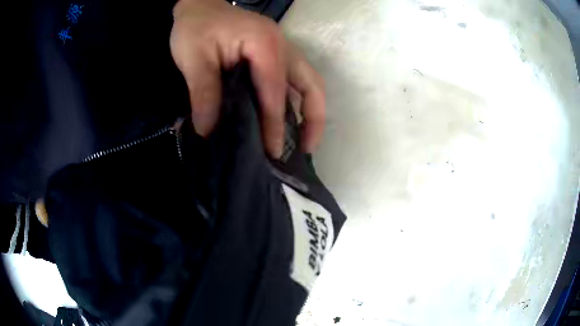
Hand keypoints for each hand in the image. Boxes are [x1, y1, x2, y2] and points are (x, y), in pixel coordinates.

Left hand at [170, 0, 324, 157]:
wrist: (199, 6)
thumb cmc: (195, 27)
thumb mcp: (193, 59)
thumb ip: (203, 93)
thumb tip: (208, 131)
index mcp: (264, 45)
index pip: (275, 91)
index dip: (275, 125)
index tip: (273, 153)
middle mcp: (282, 47)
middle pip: (312, 84)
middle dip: (314, 118)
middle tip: (306, 149)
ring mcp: (282, 49)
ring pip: (308, 82)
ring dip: (310, 111)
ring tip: (302, 141)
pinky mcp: (275, 54)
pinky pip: (293, 80)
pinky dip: (294, 102)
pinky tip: (285, 119)